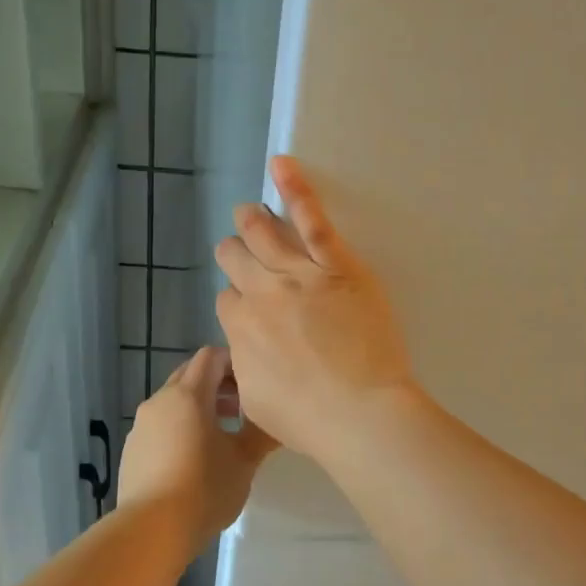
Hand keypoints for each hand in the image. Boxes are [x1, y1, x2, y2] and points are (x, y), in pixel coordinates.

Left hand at [116, 346, 276, 549]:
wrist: (151, 529)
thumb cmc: (204, 488)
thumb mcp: (244, 461)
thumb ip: (262, 433)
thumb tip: (279, 419)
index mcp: (188, 395)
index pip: (210, 356)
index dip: (234, 362)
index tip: (254, 382)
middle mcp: (160, 401)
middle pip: (189, 375)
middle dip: (217, 384)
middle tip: (242, 408)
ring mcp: (141, 425)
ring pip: (173, 401)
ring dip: (198, 407)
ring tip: (222, 435)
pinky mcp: (132, 449)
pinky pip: (160, 425)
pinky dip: (179, 428)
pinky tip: (194, 459)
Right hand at [213, 157, 416, 459]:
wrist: (359, 413)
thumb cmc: (310, 420)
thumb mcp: (257, 404)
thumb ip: (244, 370)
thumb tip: (244, 355)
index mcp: (240, 329)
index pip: (226, 300)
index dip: (236, 301)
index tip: (251, 310)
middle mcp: (261, 294)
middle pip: (235, 258)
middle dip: (234, 253)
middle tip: (242, 251)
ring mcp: (298, 274)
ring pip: (262, 233)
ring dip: (250, 219)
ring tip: (248, 211)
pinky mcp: (335, 264)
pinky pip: (312, 220)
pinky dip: (295, 189)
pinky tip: (281, 165)